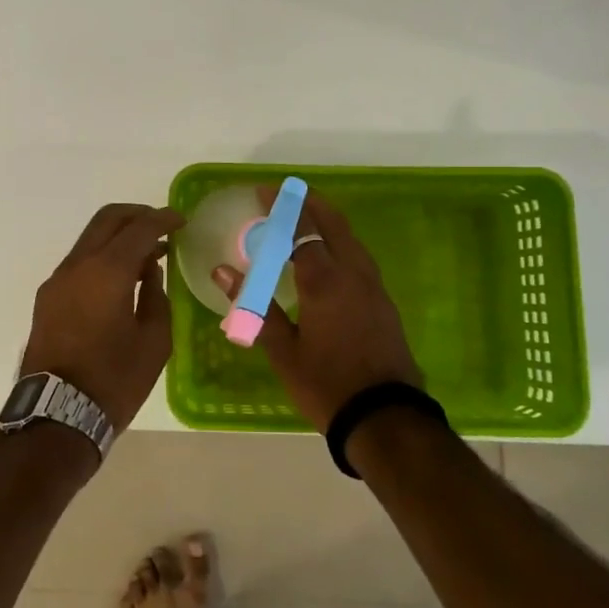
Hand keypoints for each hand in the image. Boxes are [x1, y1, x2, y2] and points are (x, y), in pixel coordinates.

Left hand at [22, 203, 183, 430]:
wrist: (57, 414)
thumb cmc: (114, 380)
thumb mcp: (154, 342)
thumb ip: (156, 298)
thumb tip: (150, 272)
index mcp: (108, 271)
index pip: (139, 228)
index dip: (163, 219)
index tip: (181, 221)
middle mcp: (78, 265)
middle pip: (107, 219)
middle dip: (137, 215)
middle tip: (162, 227)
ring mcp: (58, 280)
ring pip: (90, 239)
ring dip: (118, 237)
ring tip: (146, 256)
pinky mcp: (47, 297)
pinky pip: (79, 262)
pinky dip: (102, 257)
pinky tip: (120, 279)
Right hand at [213, 188, 421, 431]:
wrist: (385, 416)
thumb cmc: (326, 384)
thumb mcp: (283, 350)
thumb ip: (255, 306)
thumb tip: (223, 272)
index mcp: (324, 281)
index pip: (301, 230)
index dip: (282, 208)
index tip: (265, 191)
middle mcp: (353, 274)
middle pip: (333, 224)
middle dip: (310, 203)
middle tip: (287, 193)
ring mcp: (373, 287)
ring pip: (351, 239)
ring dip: (328, 220)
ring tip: (307, 216)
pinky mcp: (383, 302)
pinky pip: (359, 257)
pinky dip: (340, 242)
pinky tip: (330, 254)